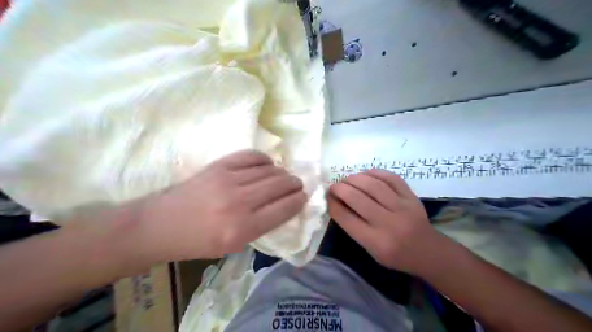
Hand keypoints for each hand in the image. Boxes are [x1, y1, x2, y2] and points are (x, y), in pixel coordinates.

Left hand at [116, 150, 310, 266]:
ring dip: (282, 173)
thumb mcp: (234, 245)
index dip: (298, 201)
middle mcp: (239, 203)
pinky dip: (264, 160)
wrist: (161, 224)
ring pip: (269, 170)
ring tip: (284, 176)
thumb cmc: (198, 242)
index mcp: (243, 229)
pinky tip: (267, 165)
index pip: (284, 209)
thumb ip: (262, 226)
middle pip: (279, 186)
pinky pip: (251, 156)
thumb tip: (284, 205)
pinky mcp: (219, 165)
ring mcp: (228, 180)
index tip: (304, 196)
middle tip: (297, 184)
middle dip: (294, 184)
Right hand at [328, 168, 442, 274]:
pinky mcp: (412, 197)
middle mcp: (388, 223)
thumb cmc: (394, 254)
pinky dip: (376, 173)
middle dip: (340, 188)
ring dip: (355, 178)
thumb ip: (354, 227)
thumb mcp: (370, 249)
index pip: (346, 218)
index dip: (333, 203)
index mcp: (375, 241)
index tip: (327, 196)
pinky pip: (391, 178)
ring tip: (348, 179)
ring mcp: (402, 207)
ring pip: (373, 185)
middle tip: (334, 185)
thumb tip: (337, 202)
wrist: (427, 251)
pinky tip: (366, 173)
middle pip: (357, 198)